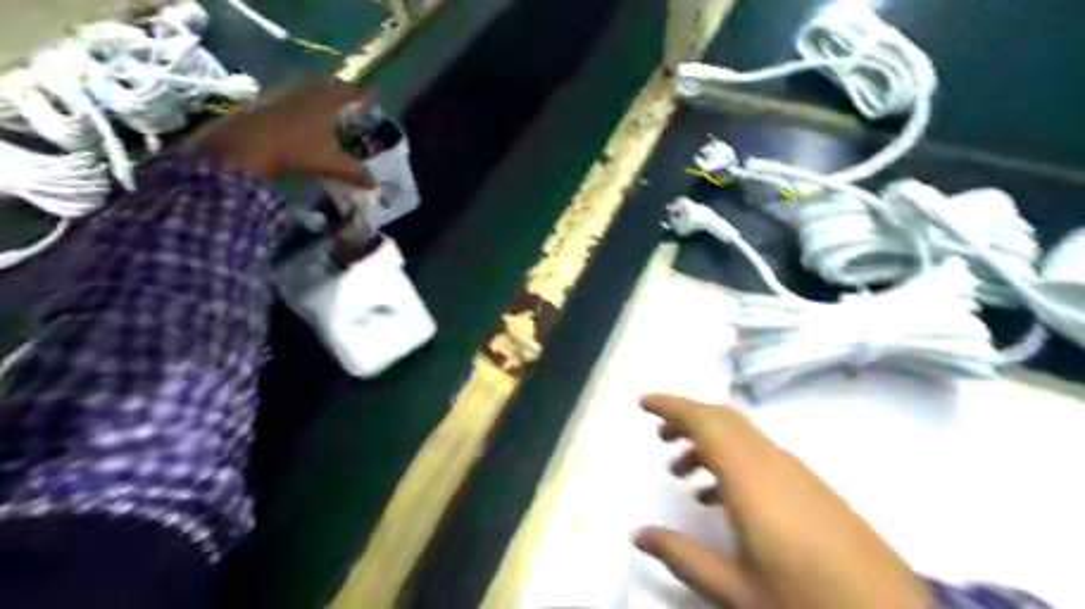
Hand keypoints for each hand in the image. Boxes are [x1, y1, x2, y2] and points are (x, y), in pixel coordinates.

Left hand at [184, 77, 378, 187]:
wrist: (247, 141)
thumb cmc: (297, 147)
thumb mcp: (331, 163)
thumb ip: (354, 172)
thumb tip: (373, 184)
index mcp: (328, 99)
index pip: (350, 92)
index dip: (361, 99)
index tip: (368, 106)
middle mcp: (307, 89)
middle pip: (328, 87)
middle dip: (339, 98)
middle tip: (348, 111)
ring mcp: (284, 91)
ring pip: (307, 92)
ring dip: (317, 102)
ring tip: (324, 118)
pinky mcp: (264, 99)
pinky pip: (289, 100)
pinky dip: (298, 109)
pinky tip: (299, 125)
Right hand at [637, 394, 932, 607]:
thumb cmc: (805, 603)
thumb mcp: (734, 589)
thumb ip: (681, 556)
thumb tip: (637, 534)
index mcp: (750, 479)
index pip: (704, 422)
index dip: (671, 406)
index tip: (643, 402)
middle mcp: (774, 463)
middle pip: (724, 419)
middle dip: (686, 418)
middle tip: (658, 438)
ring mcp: (798, 473)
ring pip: (743, 435)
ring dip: (708, 441)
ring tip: (681, 472)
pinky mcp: (813, 487)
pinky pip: (761, 455)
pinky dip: (732, 459)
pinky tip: (721, 497)